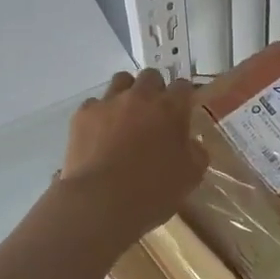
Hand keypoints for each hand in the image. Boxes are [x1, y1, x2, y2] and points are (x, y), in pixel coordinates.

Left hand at [60, 69, 209, 250]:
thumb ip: (196, 152)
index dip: (183, 97)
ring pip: (121, 81)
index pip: (183, 86)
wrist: (101, 201)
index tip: (182, 112)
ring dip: (126, 93)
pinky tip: (99, 134)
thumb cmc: (152, 191)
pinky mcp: (83, 114)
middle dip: (154, 90)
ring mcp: (109, 102)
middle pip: (150, 77)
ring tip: (125, 117)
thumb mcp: (190, 176)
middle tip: (153, 114)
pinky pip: (94, 104)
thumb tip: (191, 143)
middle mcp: (140, 96)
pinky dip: (99, 114)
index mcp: (171, 108)